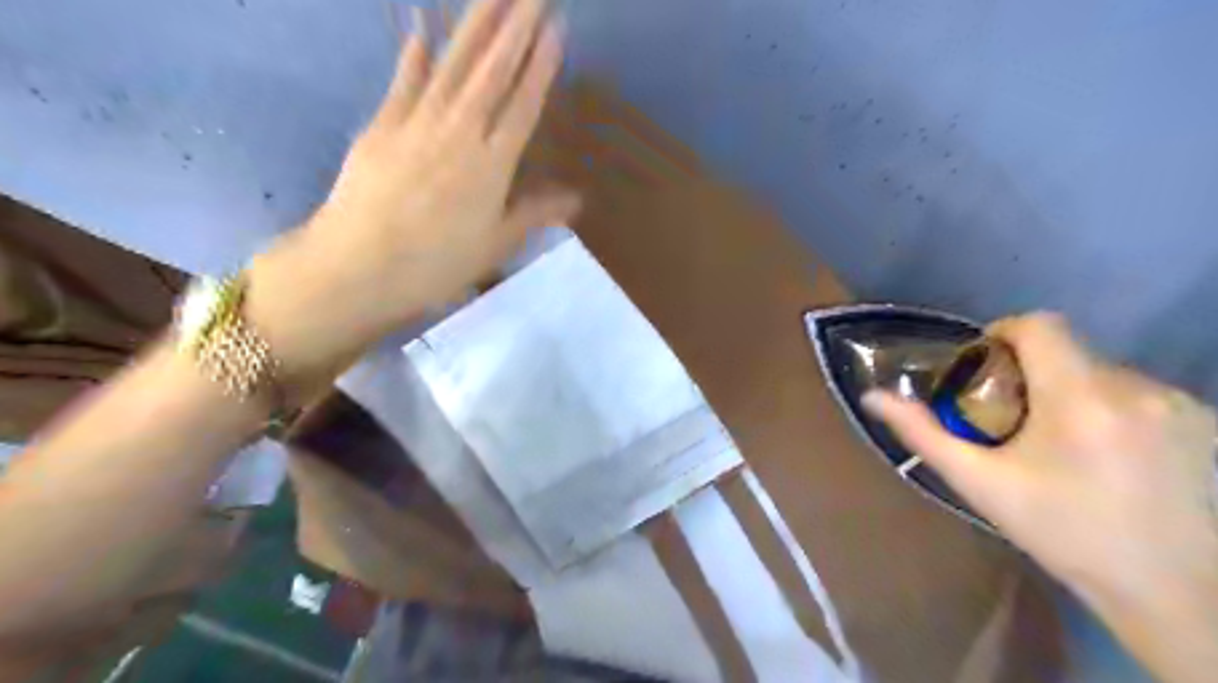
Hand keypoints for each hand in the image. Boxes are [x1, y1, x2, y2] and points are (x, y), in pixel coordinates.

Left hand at [249, 0, 578, 380]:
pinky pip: (403, 82)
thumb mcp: (495, 245)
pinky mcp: (381, 125)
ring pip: (452, 66)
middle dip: (515, 26)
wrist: (359, 266)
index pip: (523, 103)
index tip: (555, 26)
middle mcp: (459, 132)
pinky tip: (422, 28)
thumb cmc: (436, 264)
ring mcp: (417, 123)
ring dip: (475, 26)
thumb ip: (534, 213)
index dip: (541, 64)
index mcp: (492, 163)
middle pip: (491, 71)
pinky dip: (414, 55)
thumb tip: (577, 199)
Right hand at [860, 316, 1212, 608]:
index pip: (1040, 326)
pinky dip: (1108, 407)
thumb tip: (872, 396)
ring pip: (1101, 371)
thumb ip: (923, 434)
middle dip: (1031, 373)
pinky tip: (1105, 453)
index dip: (1003, 333)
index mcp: (1080, 399)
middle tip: (1013, 418)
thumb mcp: (980, 484)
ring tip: (1059, 441)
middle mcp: (1137, 389)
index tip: (984, 366)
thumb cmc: (1061, 532)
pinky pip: (1136, 392)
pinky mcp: (1205, 421)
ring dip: (1070, 392)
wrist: (1169, 590)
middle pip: (1066, 351)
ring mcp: (1180, 404)